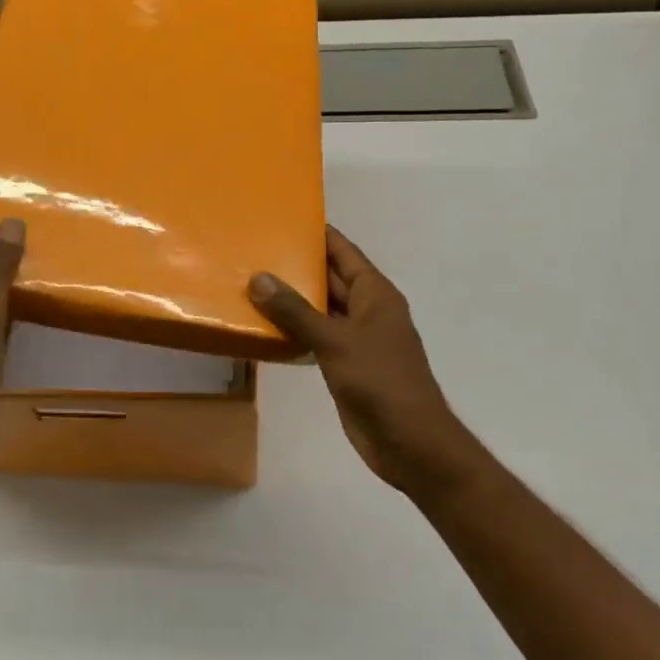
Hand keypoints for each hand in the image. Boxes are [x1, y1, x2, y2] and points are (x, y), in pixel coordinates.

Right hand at [249, 226, 475, 496]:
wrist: (410, 442)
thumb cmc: (380, 381)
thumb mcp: (336, 341)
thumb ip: (296, 311)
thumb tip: (259, 278)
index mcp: (375, 294)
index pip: (344, 252)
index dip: (319, 234)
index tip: (286, 217)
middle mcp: (367, 310)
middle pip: (329, 279)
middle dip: (297, 266)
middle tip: (255, 250)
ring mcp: (357, 339)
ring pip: (320, 310)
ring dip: (292, 300)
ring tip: (250, 283)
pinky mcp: (346, 365)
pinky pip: (316, 338)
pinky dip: (294, 331)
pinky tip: (265, 327)